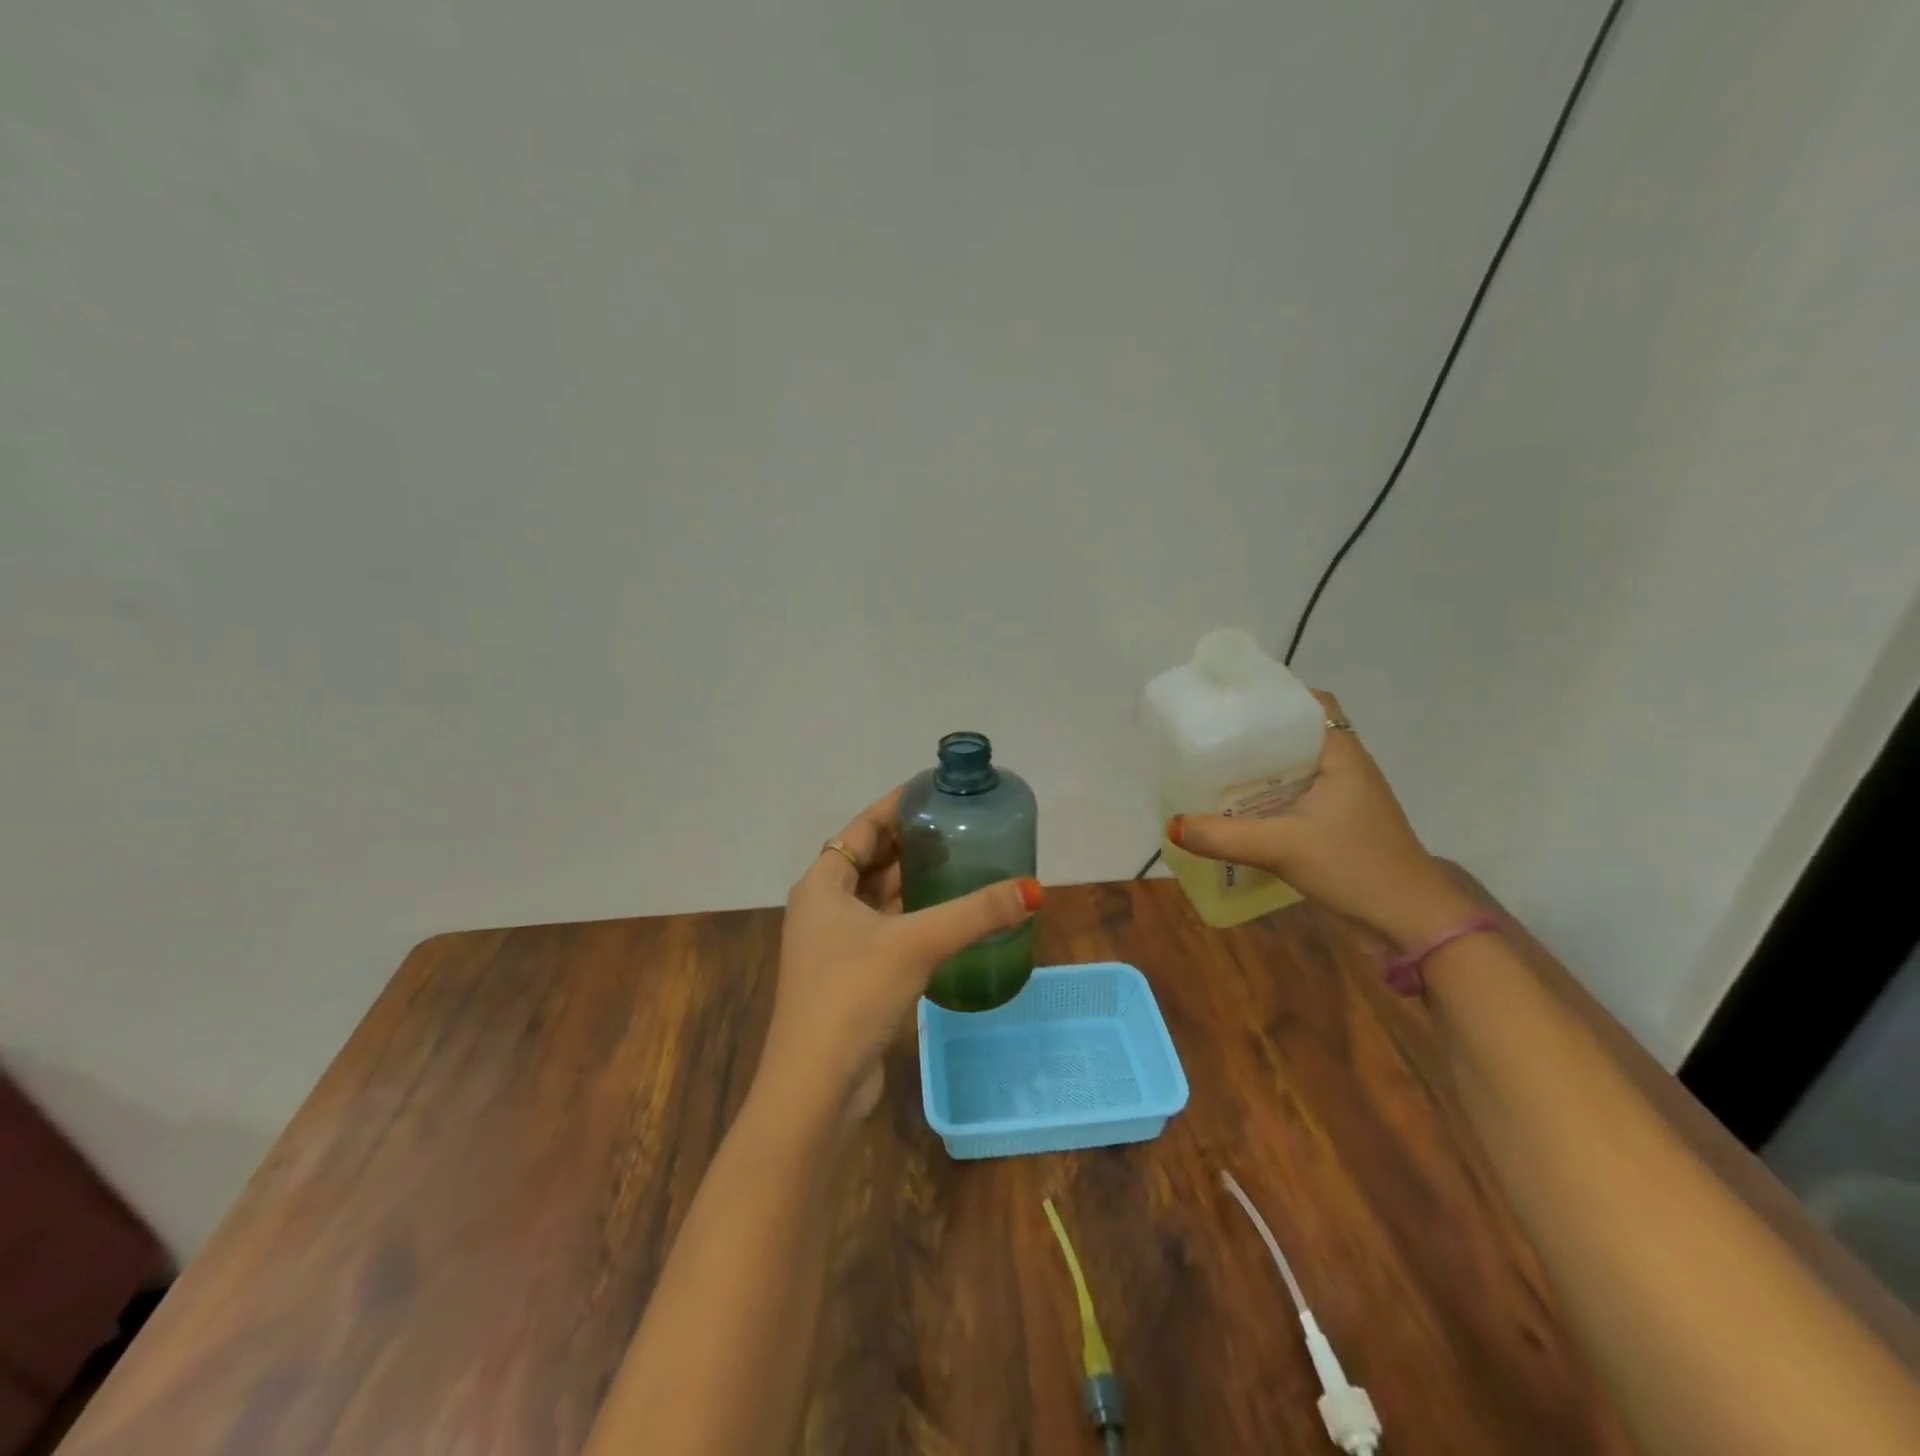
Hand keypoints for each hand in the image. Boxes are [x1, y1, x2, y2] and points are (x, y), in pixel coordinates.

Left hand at [757, 787, 1042, 1120]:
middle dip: (913, 844)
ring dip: (915, 882)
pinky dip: (914, 917)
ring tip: (962, 863)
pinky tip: (950, 917)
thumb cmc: (853, 995)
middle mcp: (824, 908)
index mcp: (822, 885)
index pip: (863, 828)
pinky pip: (887, 930)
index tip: (934, 790)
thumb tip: (1032, 890)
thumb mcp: (916, 943)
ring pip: (880, 898)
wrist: (816, 1086)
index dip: (897, 806)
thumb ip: (974, 914)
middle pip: (872, 861)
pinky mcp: (851, 976)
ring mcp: (835, 945)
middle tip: (960, 827)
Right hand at [1167, 690, 1474, 949]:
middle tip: (1209, 735)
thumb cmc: (1355, 868)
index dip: (1272, 696)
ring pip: (1293, 768)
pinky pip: (1294, 796)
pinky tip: (1235, 808)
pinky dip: (1267, 796)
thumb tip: (1172, 826)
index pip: (1309, 704)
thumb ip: (1223, 836)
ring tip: (1212, 767)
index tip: (1230, 701)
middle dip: (1253, 734)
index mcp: (1341, 754)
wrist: (1409, 923)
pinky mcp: (1336, 825)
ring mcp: (1342, 798)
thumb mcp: (1282, 848)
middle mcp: (1343, 768)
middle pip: (1294, 735)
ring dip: (1259, 769)